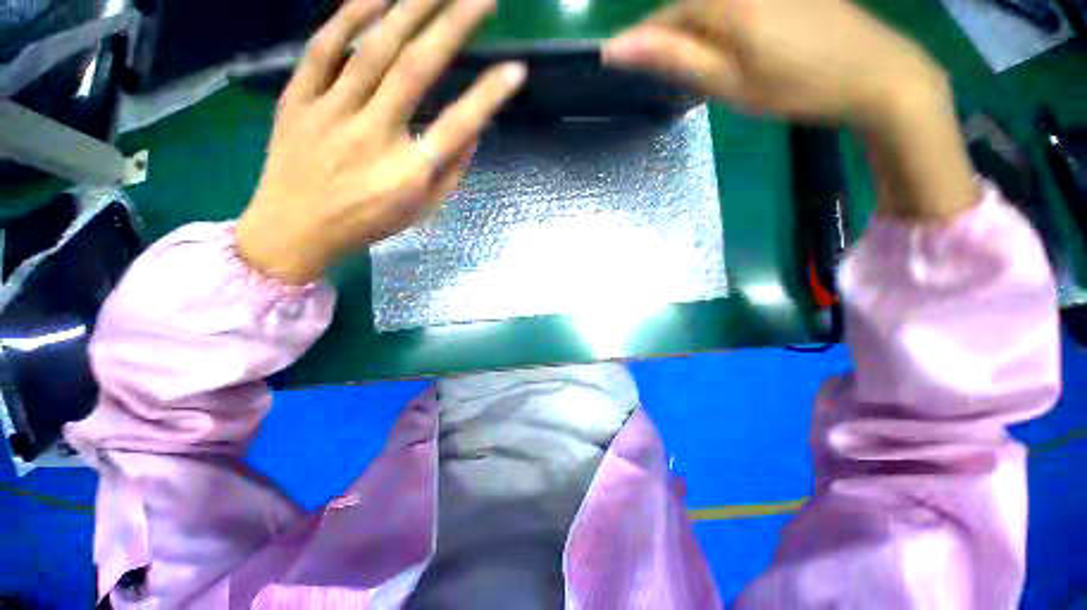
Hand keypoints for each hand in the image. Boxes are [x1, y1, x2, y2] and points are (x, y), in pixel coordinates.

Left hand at [237, 0, 526, 283]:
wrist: (294, 229)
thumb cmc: (368, 224)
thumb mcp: (421, 211)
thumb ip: (450, 174)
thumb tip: (474, 133)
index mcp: (408, 174)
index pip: (457, 127)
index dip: (488, 96)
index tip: (515, 71)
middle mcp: (373, 137)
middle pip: (416, 70)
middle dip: (453, 26)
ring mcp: (331, 113)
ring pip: (372, 48)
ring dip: (409, 8)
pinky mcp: (298, 100)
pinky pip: (323, 49)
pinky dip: (349, 16)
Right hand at [606, 0, 976, 220]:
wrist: (876, 74)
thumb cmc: (797, 85)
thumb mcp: (728, 81)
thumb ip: (675, 58)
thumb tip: (620, 47)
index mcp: (724, 1)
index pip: (664, 17)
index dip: (642, 43)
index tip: (622, 68)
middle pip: (687, 7)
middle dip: (670, 39)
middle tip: (669, 78)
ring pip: (710, 4)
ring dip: (696, 34)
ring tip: (702, 67)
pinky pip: (736, 1)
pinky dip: (722, 24)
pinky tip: (732, 47)